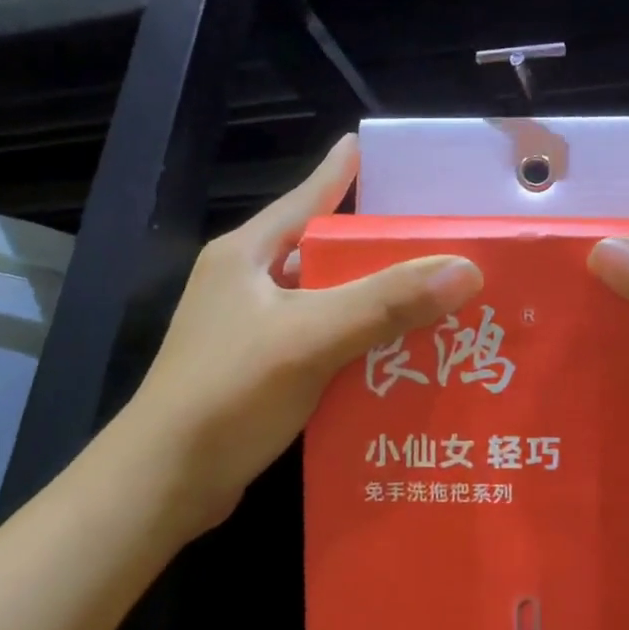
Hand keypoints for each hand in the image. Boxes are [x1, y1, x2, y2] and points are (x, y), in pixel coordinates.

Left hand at [122, 135, 483, 537]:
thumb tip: (465, 269)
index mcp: (247, 256)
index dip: (338, 173)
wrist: (163, 483)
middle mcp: (245, 285)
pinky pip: (320, 344)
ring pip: (324, 303)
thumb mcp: (311, 337)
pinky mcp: (258, 372)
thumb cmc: (228, 393)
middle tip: (434, 242)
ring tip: (430, 300)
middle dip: (375, 250)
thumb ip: (386, 302)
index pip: (303, 200)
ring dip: (371, 304)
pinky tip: (396, 358)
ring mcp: (249, 331)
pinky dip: (356, 346)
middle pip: (321, 254)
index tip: (369, 146)